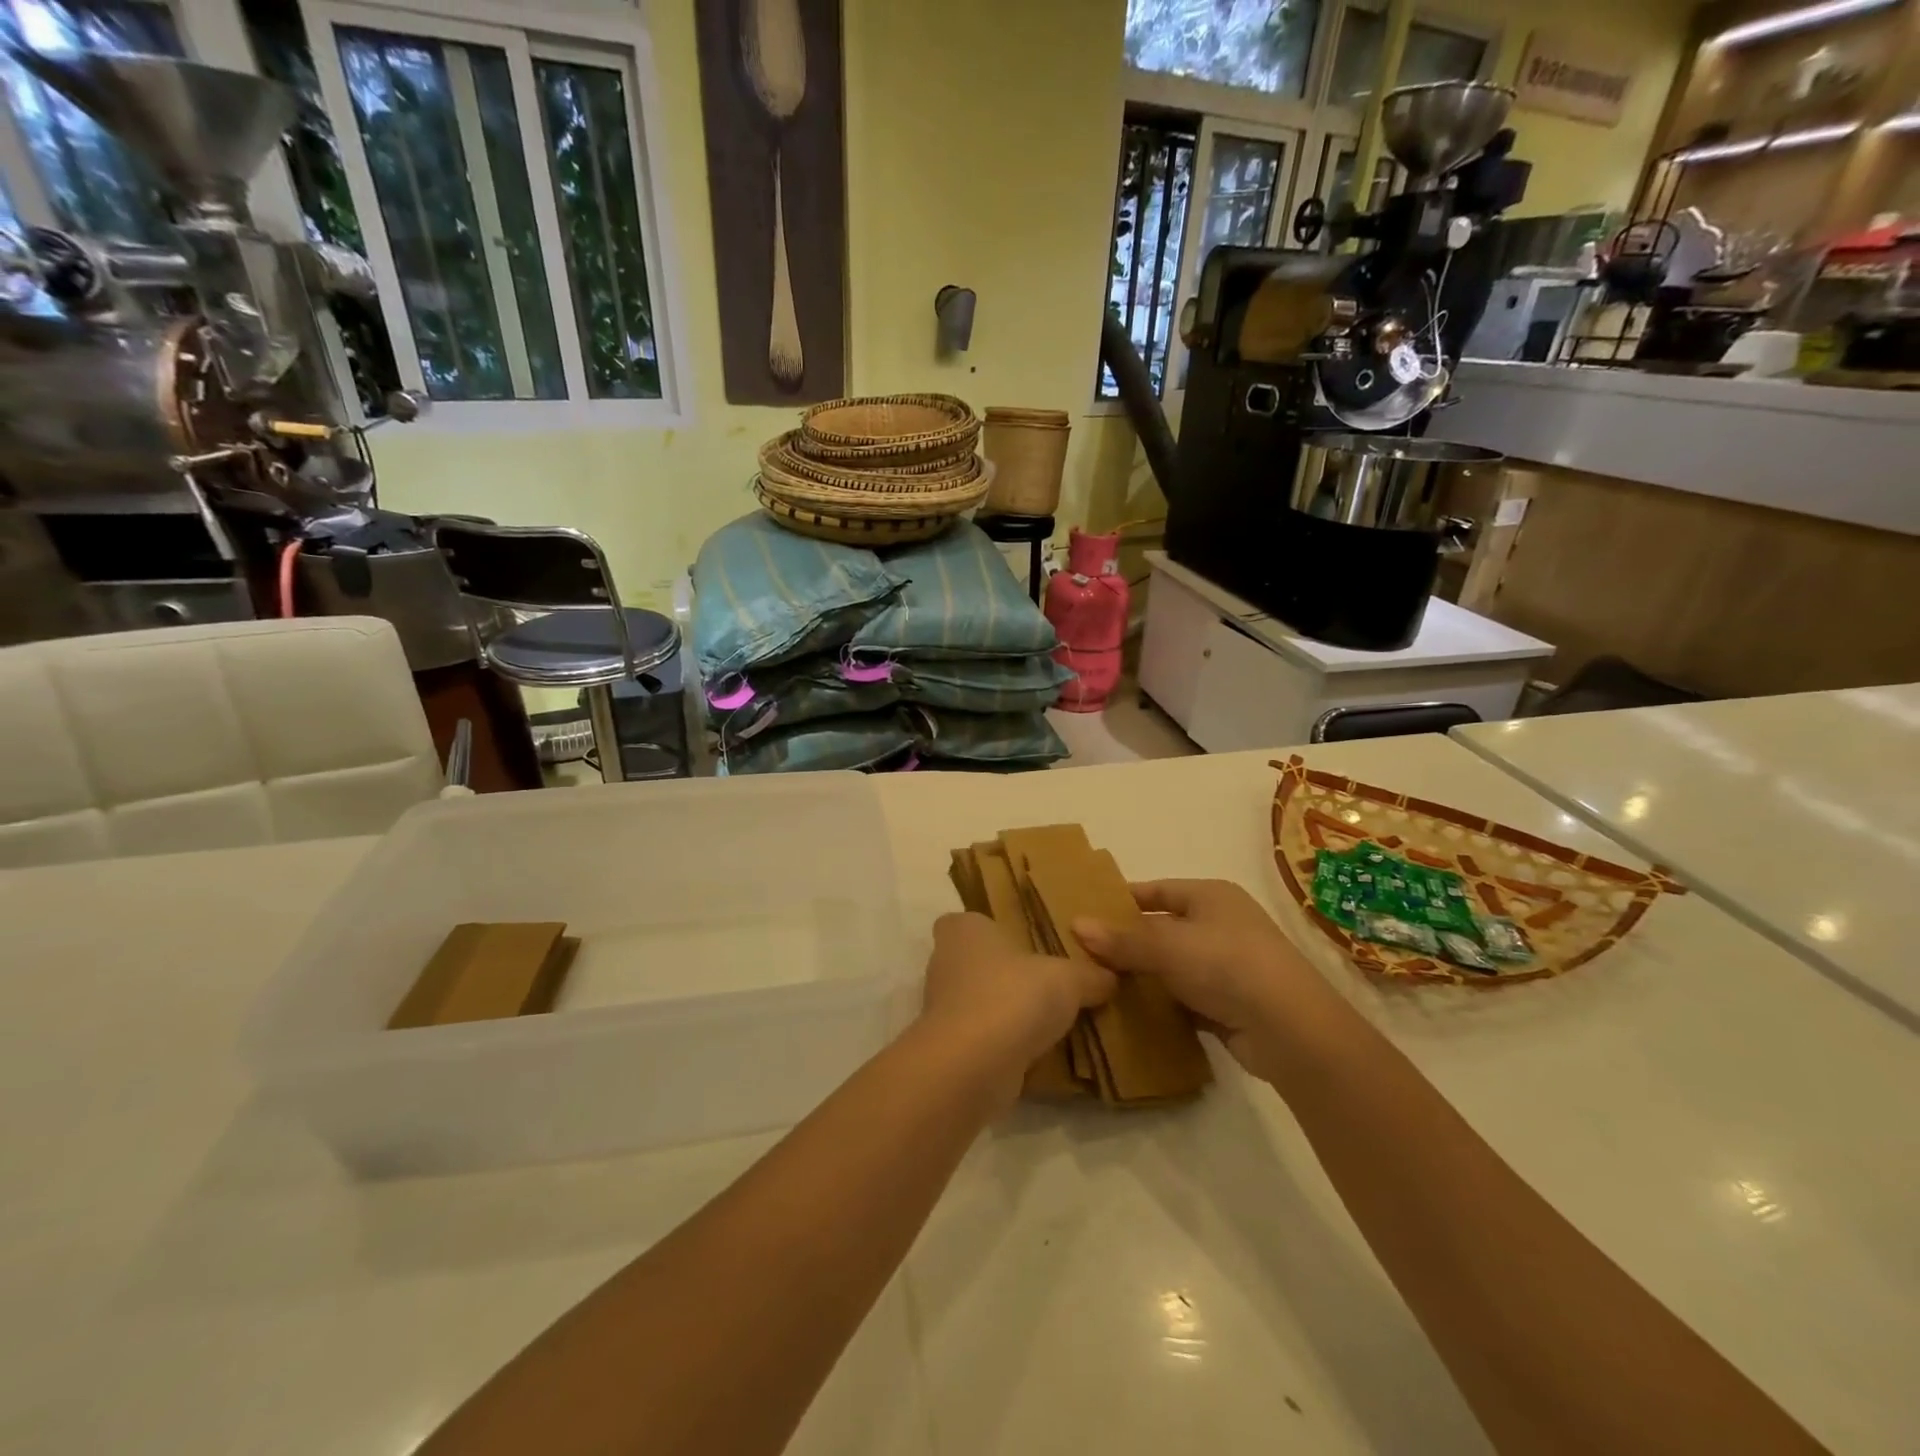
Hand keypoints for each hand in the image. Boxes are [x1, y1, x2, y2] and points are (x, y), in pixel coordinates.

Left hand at [917, 912, 1112, 1105]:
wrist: (972, 1067)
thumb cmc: (1013, 997)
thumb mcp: (1069, 979)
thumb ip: (1090, 975)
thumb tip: (1110, 978)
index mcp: (964, 930)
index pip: (971, 921)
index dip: (994, 929)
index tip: (1026, 942)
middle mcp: (945, 963)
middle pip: (978, 963)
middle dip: (1008, 973)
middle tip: (1050, 982)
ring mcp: (943, 1008)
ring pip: (981, 1002)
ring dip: (1007, 1012)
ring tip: (1052, 1021)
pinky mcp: (951, 1047)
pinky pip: (984, 1038)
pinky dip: (1005, 1044)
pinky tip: (1038, 1053)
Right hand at [1073, 880, 1338, 1083]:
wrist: (1290, 1029)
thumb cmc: (1226, 965)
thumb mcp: (1167, 946)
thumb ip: (1121, 939)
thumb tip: (1076, 925)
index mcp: (1211, 896)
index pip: (1157, 890)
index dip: (1122, 899)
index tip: (1086, 912)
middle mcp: (1221, 925)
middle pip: (1163, 929)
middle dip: (1127, 942)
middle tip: (1084, 954)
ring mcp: (1228, 966)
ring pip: (1172, 966)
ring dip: (1143, 976)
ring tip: (1098, 985)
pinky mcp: (1230, 1004)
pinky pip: (1185, 998)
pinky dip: (1162, 1004)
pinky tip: (1131, 1014)